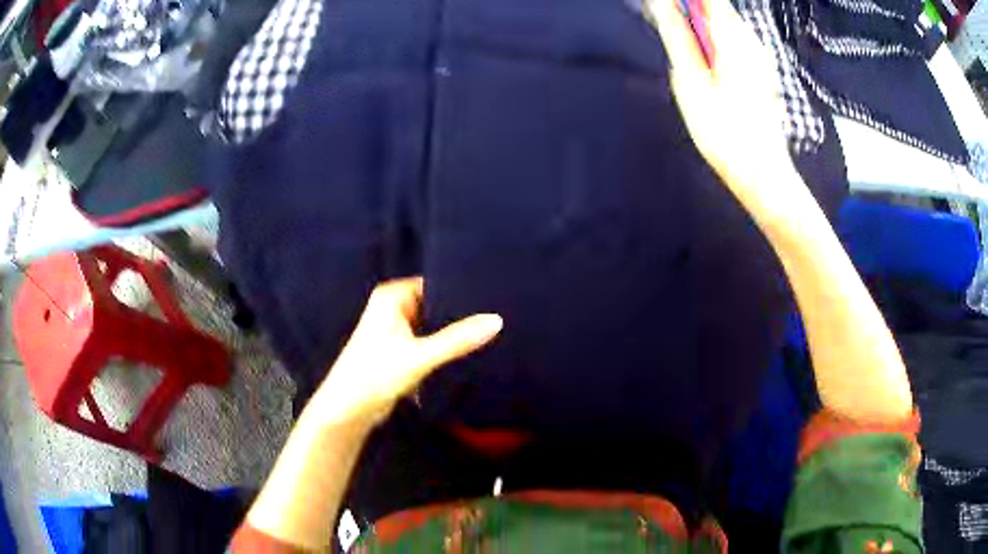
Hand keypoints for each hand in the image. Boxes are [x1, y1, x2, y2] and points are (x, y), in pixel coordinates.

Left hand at [309, 277, 502, 426]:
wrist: (349, 409)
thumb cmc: (375, 374)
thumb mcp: (420, 356)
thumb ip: (458, 339)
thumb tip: (497, 320)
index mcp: (392, 296)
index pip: (435, 284)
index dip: (461, 290)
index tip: (493, 294)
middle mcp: (394, 307)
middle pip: (436, 305)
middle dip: (460, 314)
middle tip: (499, 313)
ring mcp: (397, 329)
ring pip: (434, 325)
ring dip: (453, 332)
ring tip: (490, 331)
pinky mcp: (401, 350)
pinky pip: (429, 341)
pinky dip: (444, 347)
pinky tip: (471, 350)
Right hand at [645, 0, 803, 211]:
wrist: (762, 174)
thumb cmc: (724, 132)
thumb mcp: (690, 81)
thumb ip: (676, 35)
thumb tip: (661, 3)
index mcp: (732, 37)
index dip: (684, 1)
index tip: (664, 11)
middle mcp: (750, 38)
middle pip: (714, 7)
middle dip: (689, 13)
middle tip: (671, 37)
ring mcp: (759, 54)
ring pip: (722, 23)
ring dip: (699, 29)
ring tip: (690, 60)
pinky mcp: (760, 68)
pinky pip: (732, 41)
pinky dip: (713, 43)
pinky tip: (707, 70)